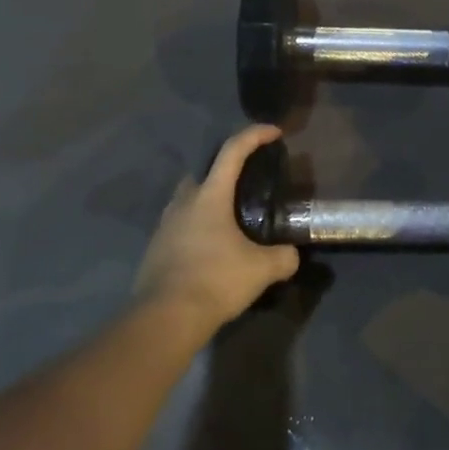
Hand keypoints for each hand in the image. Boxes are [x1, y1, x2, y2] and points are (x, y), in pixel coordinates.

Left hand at [132, 124, 301, 330]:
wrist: (164, 318)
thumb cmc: (215, 280)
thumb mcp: (261, 269)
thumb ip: (283, 257)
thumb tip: (291, 254)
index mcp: (210, 195)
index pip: (233, 151)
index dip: (255, 135)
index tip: (274, 132)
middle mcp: (184, 201)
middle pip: (205, 171)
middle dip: (226, 170)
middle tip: (247, 183)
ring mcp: (165, 224)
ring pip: (190, 199)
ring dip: (210, 201)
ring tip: (232, 220)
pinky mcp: (156, 248)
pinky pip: (181, 225)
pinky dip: (198, 227)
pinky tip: (213, 248)